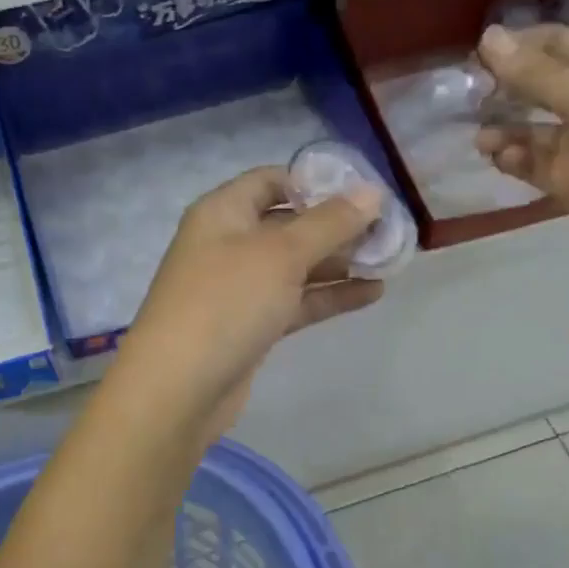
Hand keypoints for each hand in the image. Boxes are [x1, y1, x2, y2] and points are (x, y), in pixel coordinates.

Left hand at [117, 167, 385, 439]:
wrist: (179, 387)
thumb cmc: (227, 302)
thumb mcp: (281, 253)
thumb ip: (330, 222)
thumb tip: (372, 191)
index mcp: (223, 212)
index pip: (271, 180)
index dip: (314, 181)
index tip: (362, 192)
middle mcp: (228, 242)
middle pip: (288, 222)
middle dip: (336, 224)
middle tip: (388, 229)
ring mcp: (239, 286)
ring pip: (295, 264)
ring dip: (338, 261)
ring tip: (390, 259)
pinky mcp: (251, 324)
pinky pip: (295, 300)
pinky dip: (328, 295)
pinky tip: (372, 293)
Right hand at [474, 24, 568, 273]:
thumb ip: (537, 75)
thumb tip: (488, 36)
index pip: (556, 43)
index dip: (516, 44)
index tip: (473, 54)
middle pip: (538, 84)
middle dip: (502, 87)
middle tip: (463, 94)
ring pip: (530, 127)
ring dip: (502, 127)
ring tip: (480, 137)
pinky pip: (532, 163)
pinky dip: (512, 159)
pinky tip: (498, 157)